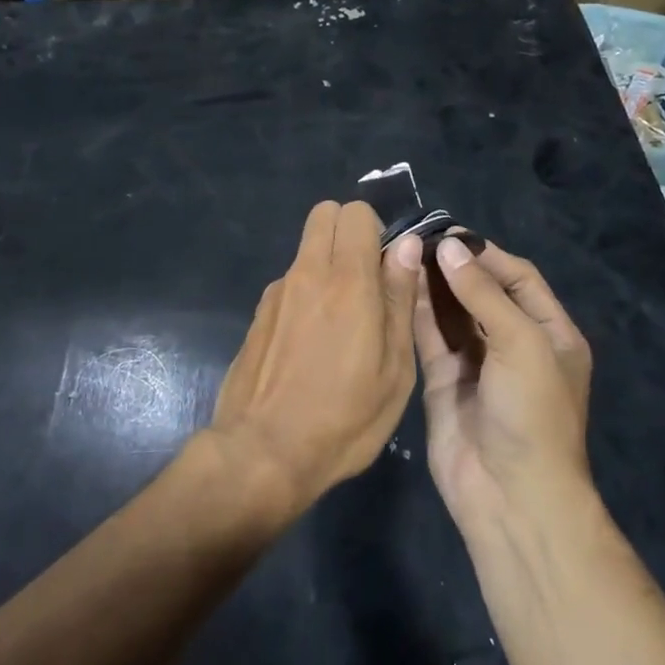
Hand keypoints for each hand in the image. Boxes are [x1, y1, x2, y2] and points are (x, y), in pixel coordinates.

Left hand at [209, 202, 421, 520]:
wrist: (263, 452)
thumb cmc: (345, 417)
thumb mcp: (394, 368)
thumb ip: (399, 298)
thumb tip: (406, 245)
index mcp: (347, 280)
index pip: (355, 212)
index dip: (376, 229)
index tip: (388, 266)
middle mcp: (307, 273)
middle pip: (324, 214)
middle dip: (349, 232)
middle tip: (367, 280)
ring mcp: (276, 292)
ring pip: (307, 250)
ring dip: (327, 266)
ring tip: (340, 325)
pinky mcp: (258, 315)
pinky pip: (290, 284)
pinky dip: (306, 295)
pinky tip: (311, 346)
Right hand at [415, 237, 593, 531]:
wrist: (510, 494)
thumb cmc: (532, 411)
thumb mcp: (521, 343)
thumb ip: (483, 293)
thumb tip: (448, 246)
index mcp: (550, 334)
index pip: (520, 279)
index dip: (488, 255)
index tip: (452, 234)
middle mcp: (514, 344)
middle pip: (483, 292)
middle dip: (456, 266)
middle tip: (420, 238)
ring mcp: (477, 363)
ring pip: (453, 312)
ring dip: (433, 284)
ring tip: (404, 252)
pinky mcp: (445, 381)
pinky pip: (430, 337)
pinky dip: (417, 311)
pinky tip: (399, 284)